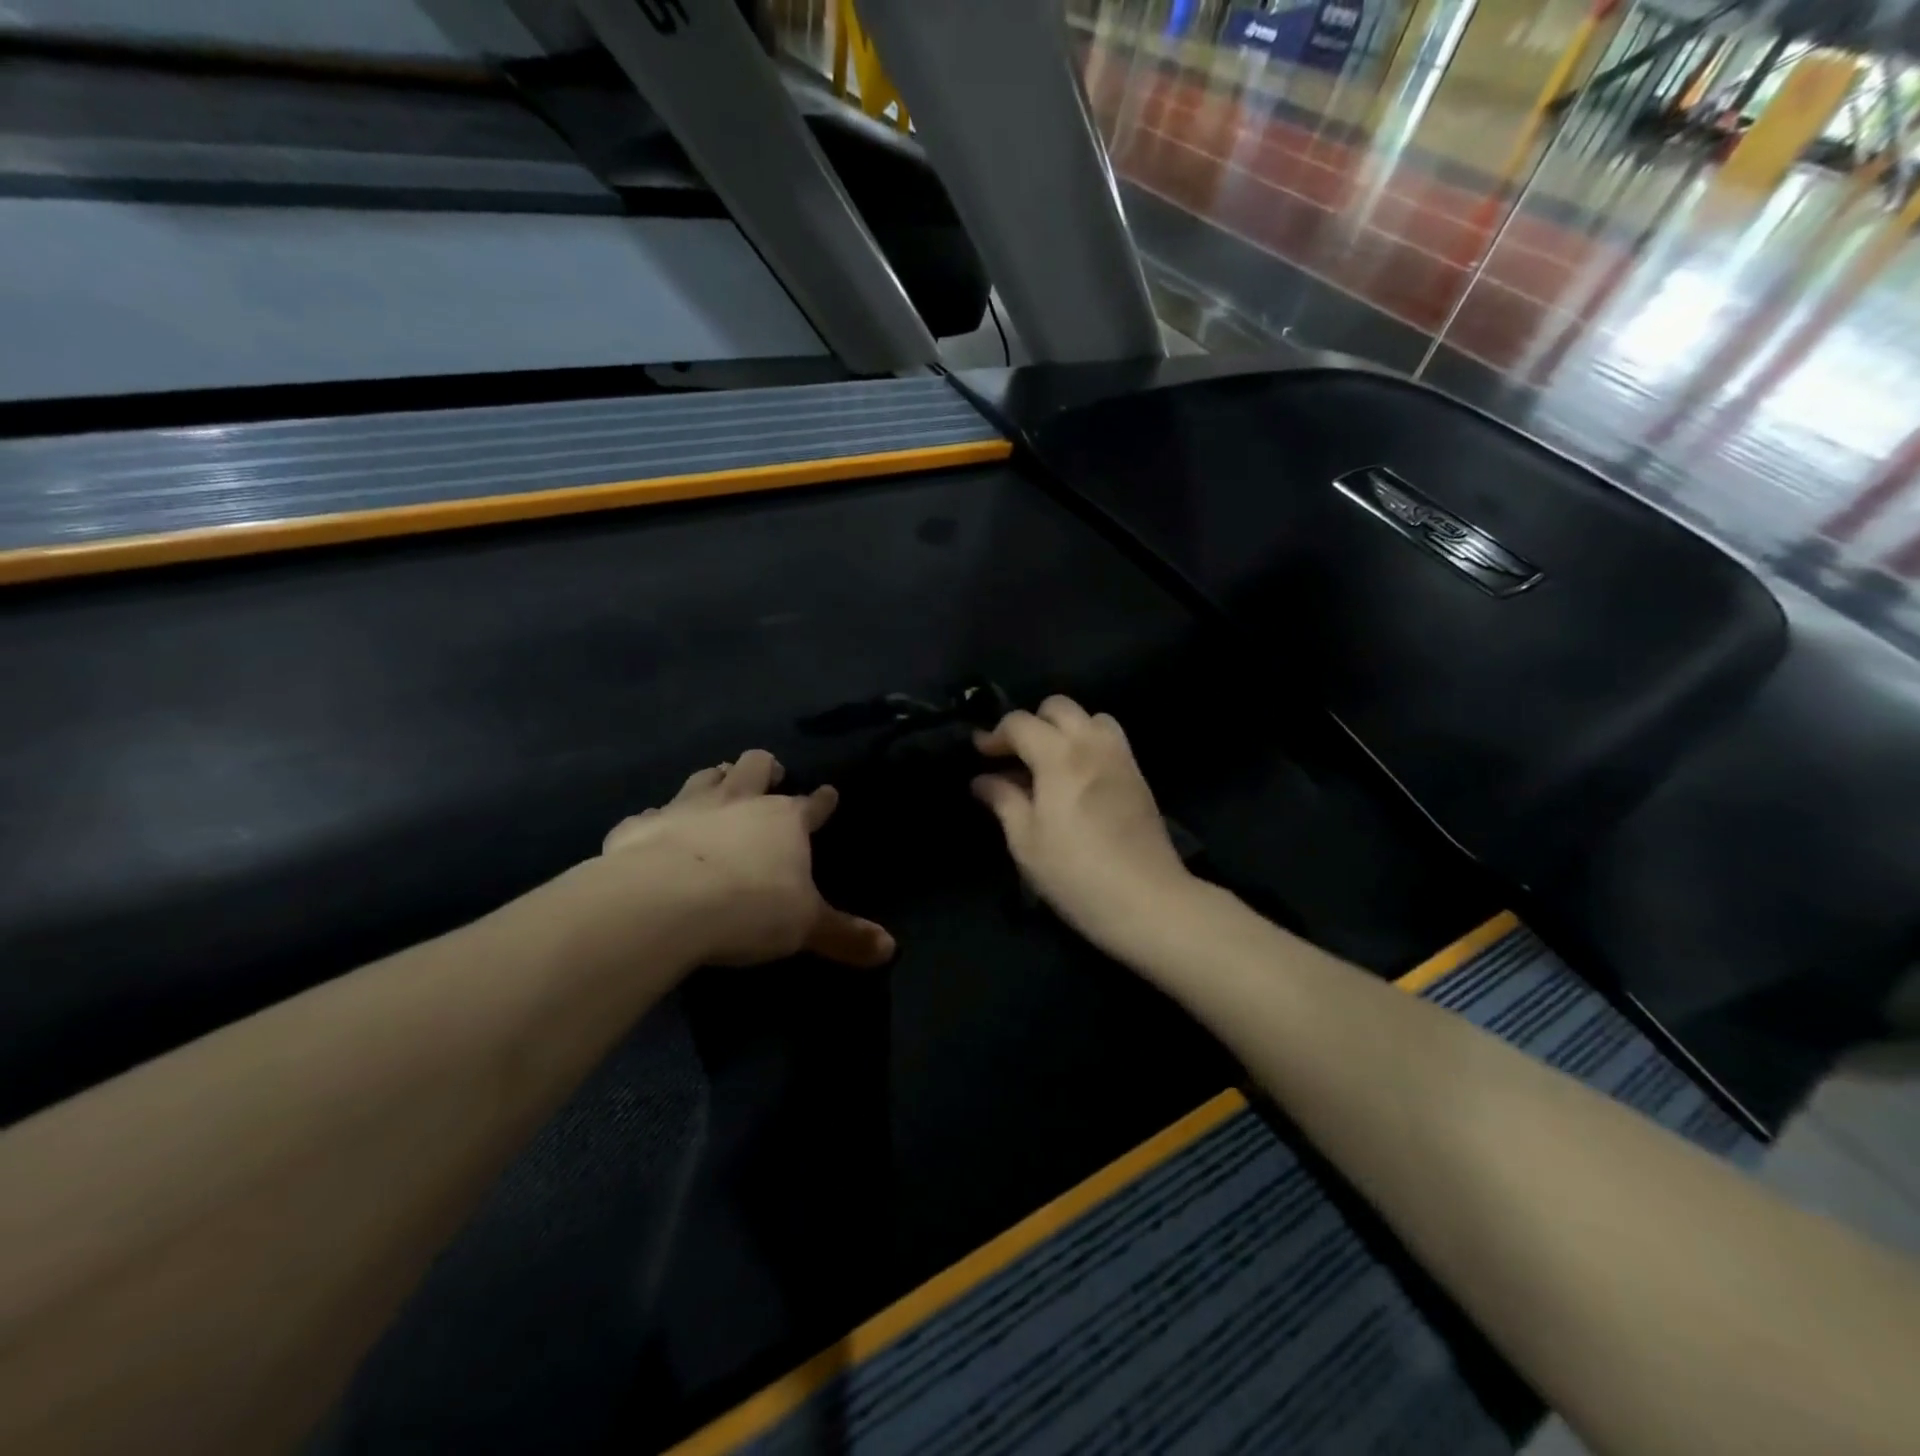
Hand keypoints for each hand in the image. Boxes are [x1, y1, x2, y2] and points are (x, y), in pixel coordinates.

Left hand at [597, 750, 894, 968]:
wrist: (663, 902)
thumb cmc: (749, 908)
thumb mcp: (806, 927)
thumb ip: (845, 936)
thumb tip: (891, 949)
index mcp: (784, 820)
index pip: (812, 804)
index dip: (823, 800)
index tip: (829, 794)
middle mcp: (738, 801)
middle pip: (755, 766)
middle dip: (765, 768)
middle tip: (769, 776)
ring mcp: (686, 807)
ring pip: (704, 777)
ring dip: (715, 779)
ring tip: (719, 784)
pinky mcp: (641, 826)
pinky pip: (649, 815)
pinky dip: (656, 821)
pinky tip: (654, 830)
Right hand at [972, 697, 1197, 953]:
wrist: (1147, 900)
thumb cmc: (1075, 873)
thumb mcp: (1026, 842)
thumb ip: (1003, 801)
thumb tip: (983, 780)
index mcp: (1059, 756)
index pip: (1020, 722)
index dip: (995, 734)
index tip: (980, 754)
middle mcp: (1092, 744)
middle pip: (1058, 707)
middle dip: (1032, 723)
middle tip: (1015, 755)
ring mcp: (1120, 757)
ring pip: (1090, 717)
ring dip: (1065, 728)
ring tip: (1050, 761)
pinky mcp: (1138, 775)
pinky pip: (1110, 738)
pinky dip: (1088, 742)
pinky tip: (1077, 777)